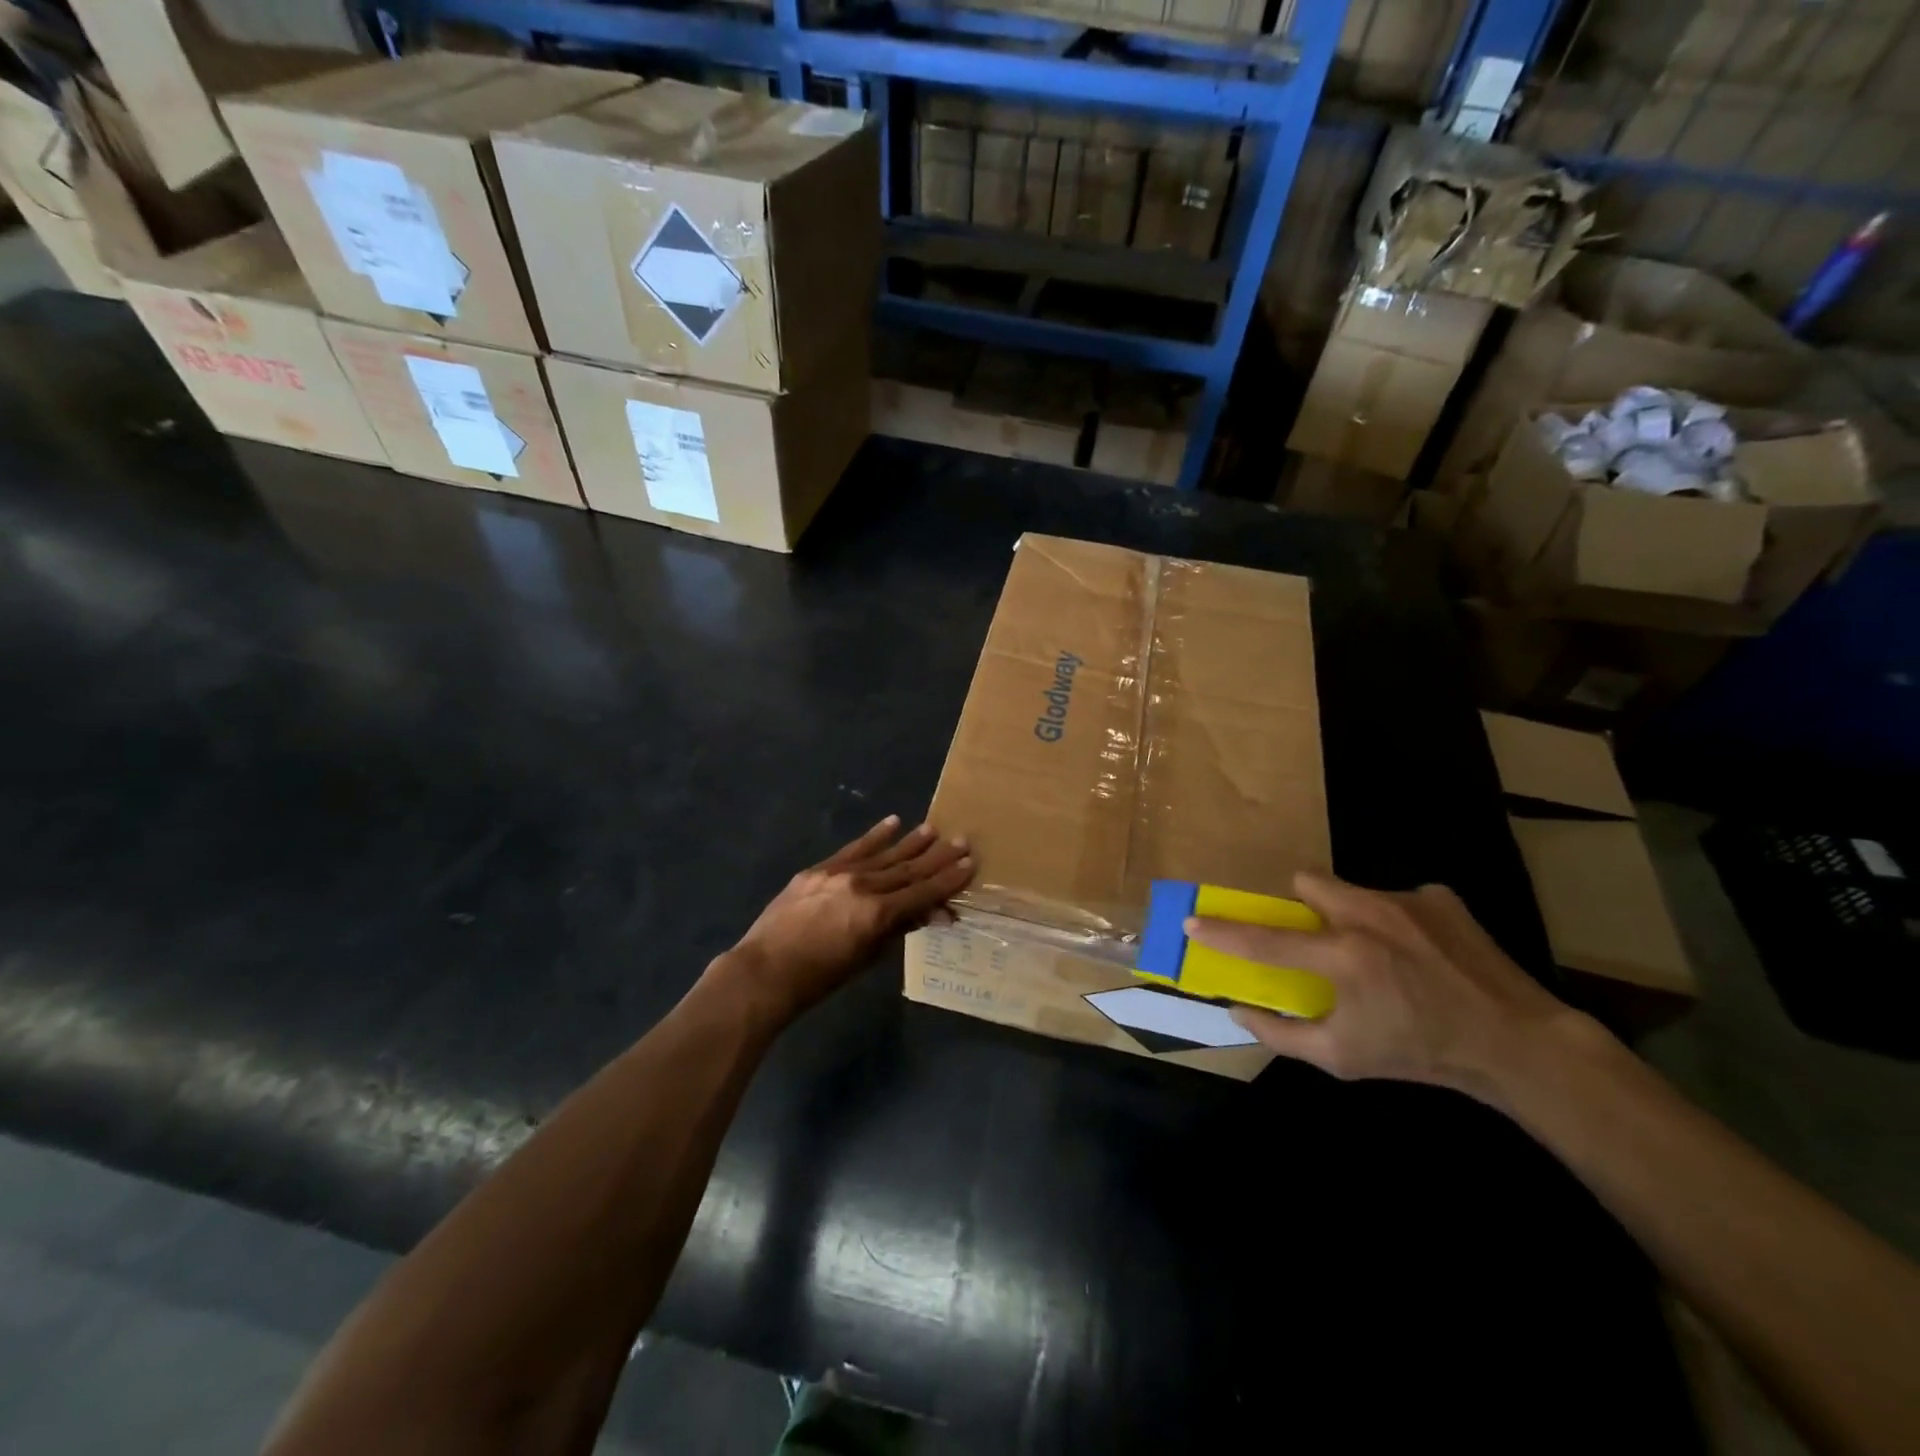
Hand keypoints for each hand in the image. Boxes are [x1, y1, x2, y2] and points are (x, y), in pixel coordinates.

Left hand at [716, 817, 973, 1024]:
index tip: (969, 864)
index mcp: (877, 914)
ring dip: (910, 841)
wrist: (765, 970)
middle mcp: (863, 886)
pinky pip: (854, 849)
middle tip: (962, 840)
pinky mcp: (819, 869)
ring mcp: (839, 874)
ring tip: (933, 828)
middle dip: (937, 857)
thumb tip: (932, 914)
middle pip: (907, 869)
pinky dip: (874, 836)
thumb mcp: (867, 958)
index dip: (948, 880)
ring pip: (884, 854)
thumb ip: (899, 929)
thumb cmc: (820, 977)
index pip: (922, 892)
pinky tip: (892, 822)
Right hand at [1187, 872, 1589, 1100]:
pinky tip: (1421, 953)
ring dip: (1349, 914)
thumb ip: (1283, 1034)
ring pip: (1351, 889)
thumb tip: (1239, 1011)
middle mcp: (1370, 916)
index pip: (1266, 941)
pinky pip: (1397, 898)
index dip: (1224, 933)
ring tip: (1379, 952)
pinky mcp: (1440, 897)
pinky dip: (1396, 921)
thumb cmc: (1421, 1054)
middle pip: (1308, 881)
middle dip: (1301, 904)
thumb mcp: (1344, 1058)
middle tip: (1317, 938)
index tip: (1193, 922)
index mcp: (1344, 958)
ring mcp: (1407, 900)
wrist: (1518, 1044)